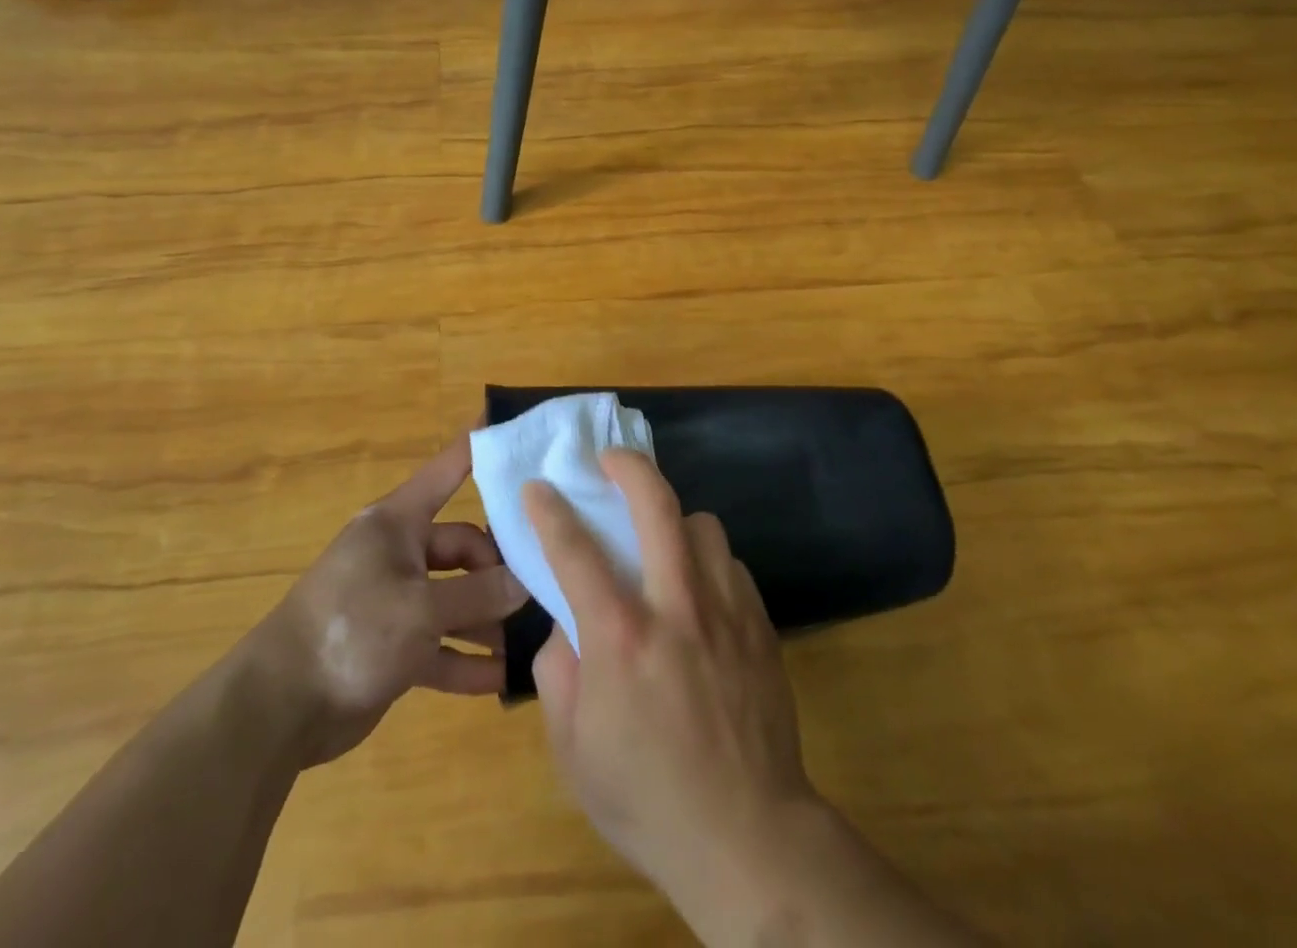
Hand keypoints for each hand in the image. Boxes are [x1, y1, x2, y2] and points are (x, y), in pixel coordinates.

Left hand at [262, 435, 527, 767]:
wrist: (277, 708)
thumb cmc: (350, 632)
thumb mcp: (421, 610)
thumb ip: (477, 595)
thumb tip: (525, 582)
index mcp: (398, 524)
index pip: (447, 471)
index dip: (478, 449)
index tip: (512, 426)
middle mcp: (398, 553)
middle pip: (462, 546)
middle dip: (497, 569)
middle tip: (539, 590)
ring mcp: (394, 600)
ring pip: (454, 598)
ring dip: (488, 620)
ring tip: (533, 639)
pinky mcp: (392, 646)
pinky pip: (439, 645)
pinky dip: (466, 659)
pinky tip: (503, 677)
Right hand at [525, 449, 819, 915]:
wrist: (748, 837)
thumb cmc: (647, 798)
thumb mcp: (573, 749)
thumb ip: (557, 672)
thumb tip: (567, 623)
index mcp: (620, 637)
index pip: (574, 549)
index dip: (549, 510)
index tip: (537, 487)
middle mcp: (675, 606)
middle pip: (656, 504)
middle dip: (628, 466)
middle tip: (610, 460)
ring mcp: (725, 611)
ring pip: (703, 524)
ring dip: (675, 520)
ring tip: (662, 541)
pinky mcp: (759, 624)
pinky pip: (730, 565)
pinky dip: (708, 563)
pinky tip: (699, 590)